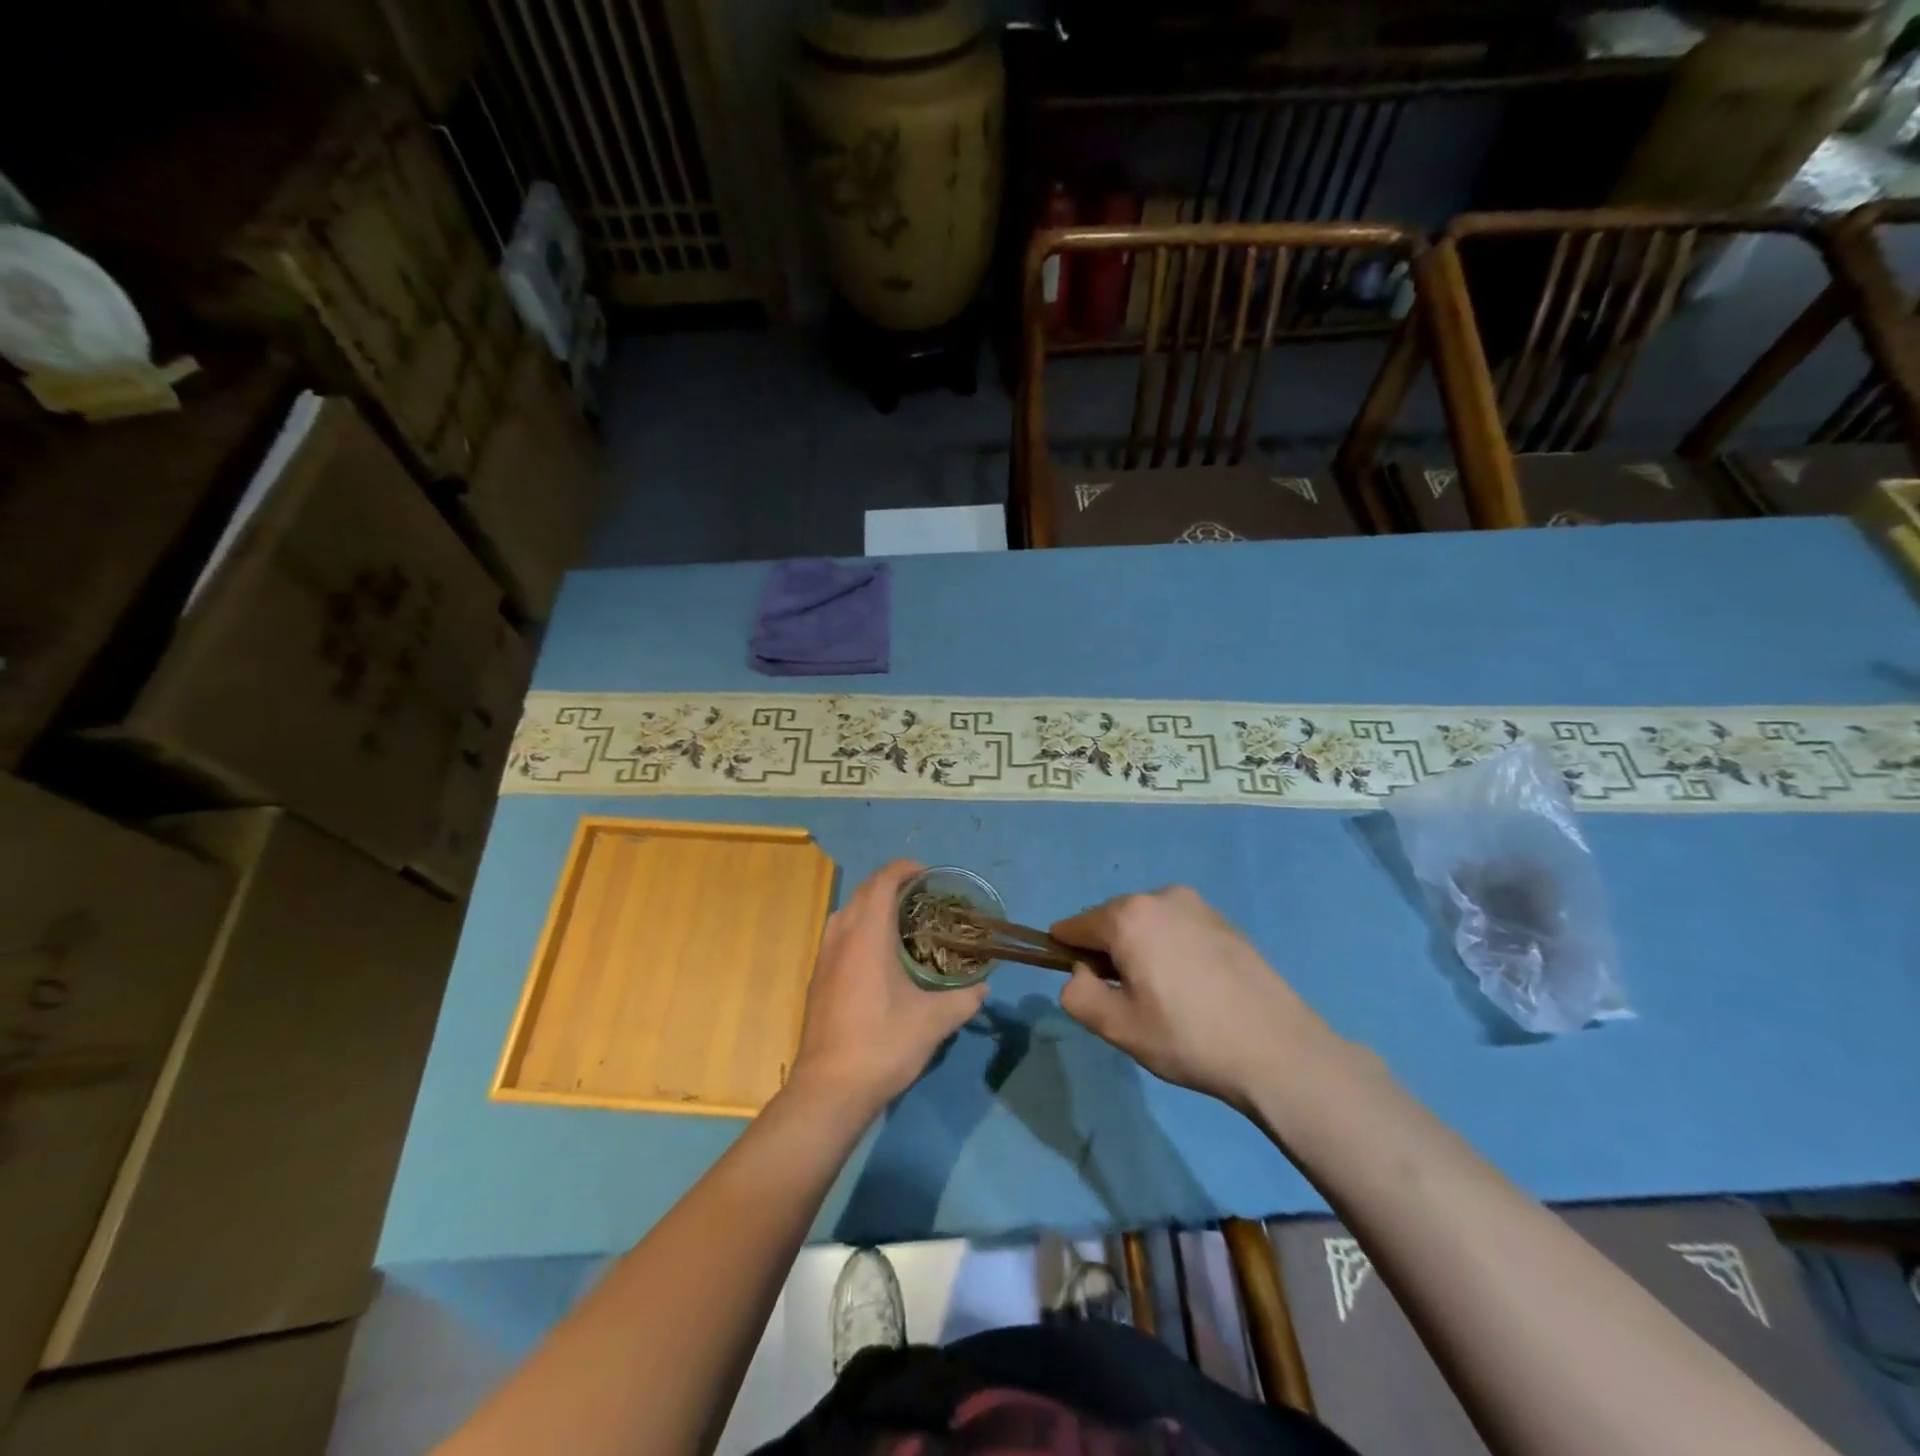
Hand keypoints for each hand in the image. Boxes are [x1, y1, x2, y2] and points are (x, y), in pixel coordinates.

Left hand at [789, 860, 988, 1114]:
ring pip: (847, 913)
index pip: (882, 882)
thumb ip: (963, 999)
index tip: (929, 874)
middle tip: (922, 896)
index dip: (904, 870)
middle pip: (863, 892)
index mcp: (867, 935)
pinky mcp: (818, 979)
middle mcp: (841, 937)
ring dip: (872, 905)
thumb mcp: (934, 1022)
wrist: (829, 1089)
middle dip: (891, 885)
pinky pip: (839, 935)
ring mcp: (824, 958)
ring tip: (902, 920)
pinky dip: (860, 927)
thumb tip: (983, 987)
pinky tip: (879, 954)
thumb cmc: (883, 1044)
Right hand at [1051, 886, 1335, 1108]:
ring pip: (1146, 923)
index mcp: (1129, 916)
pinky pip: (1177, 927)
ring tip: (1163, 996)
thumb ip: (1078, 994)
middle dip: (1107, 952)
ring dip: (1140, 949)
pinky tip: (1192, 988)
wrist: (1278, 1050)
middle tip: (1127, 1000)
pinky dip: (1170, 949)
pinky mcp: (1224, 920)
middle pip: (1112, 920)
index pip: (1075, 926)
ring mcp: (1197, 905)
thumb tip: (1081, 973)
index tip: (1082, 985)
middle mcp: (1160, 896)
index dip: (1066, 953)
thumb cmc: (1188, 1038)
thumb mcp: (1118, 1027)